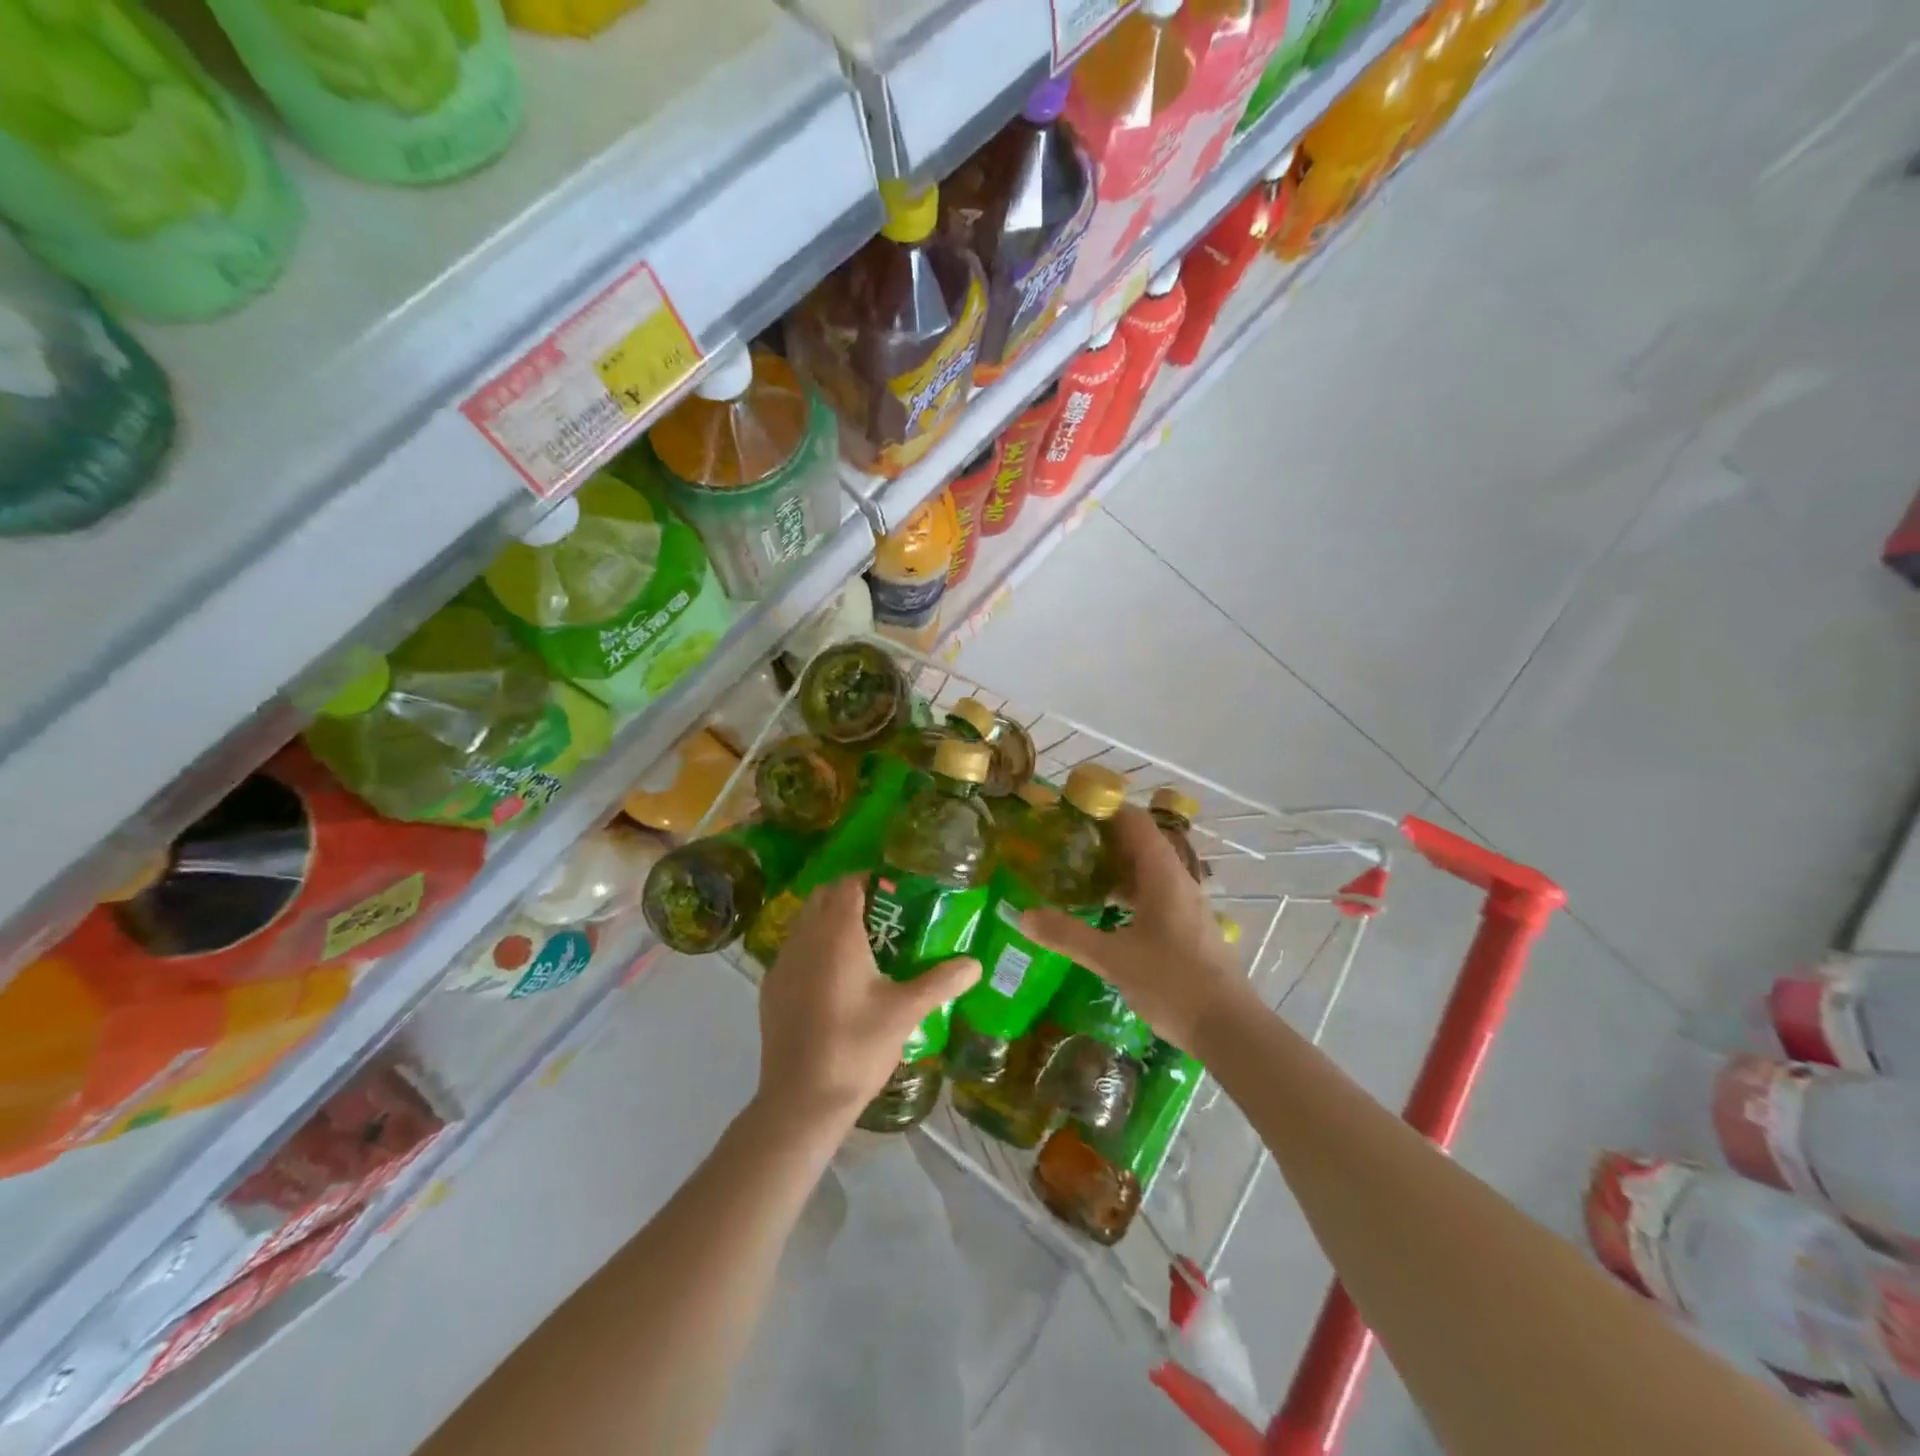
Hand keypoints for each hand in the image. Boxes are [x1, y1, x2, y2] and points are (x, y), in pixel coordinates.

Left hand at [754, 877, 978, 1132]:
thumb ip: (942, 981)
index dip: (872, 879)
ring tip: (864, 946)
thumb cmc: (856, 1047)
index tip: (897, 890)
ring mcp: (782, 962)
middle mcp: (804, 938)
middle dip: (851, 896)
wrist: (800, 1100)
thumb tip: (976, 963)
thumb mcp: (906, 1012)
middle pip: (824, 897)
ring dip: (830, 921)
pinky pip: (795, 950)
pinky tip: (836, 980)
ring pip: (806, 922)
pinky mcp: (772, 988)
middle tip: (885, 916)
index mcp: (836, 934)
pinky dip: (814, 948)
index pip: (849, 884)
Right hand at [1019, 805, 1250, 1052]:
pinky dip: (1128, 893)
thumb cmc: (1173, 983)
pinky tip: (1105, 912)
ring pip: (1147, 871)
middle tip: (1063, 846)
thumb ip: (1068, 935)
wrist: (1229, 1029)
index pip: (1135, 822)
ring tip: (1077, 875)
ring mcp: (1186, 905)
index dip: (1104, 811)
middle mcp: (1178, 881)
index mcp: (1163, 875)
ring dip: (1115, 868)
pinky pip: (1154, 894)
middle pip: (1140, 843)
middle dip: (1103, 840)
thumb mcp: (1112, 959)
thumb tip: (1023, 915)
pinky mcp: (1188, 927)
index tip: (1068, 814)